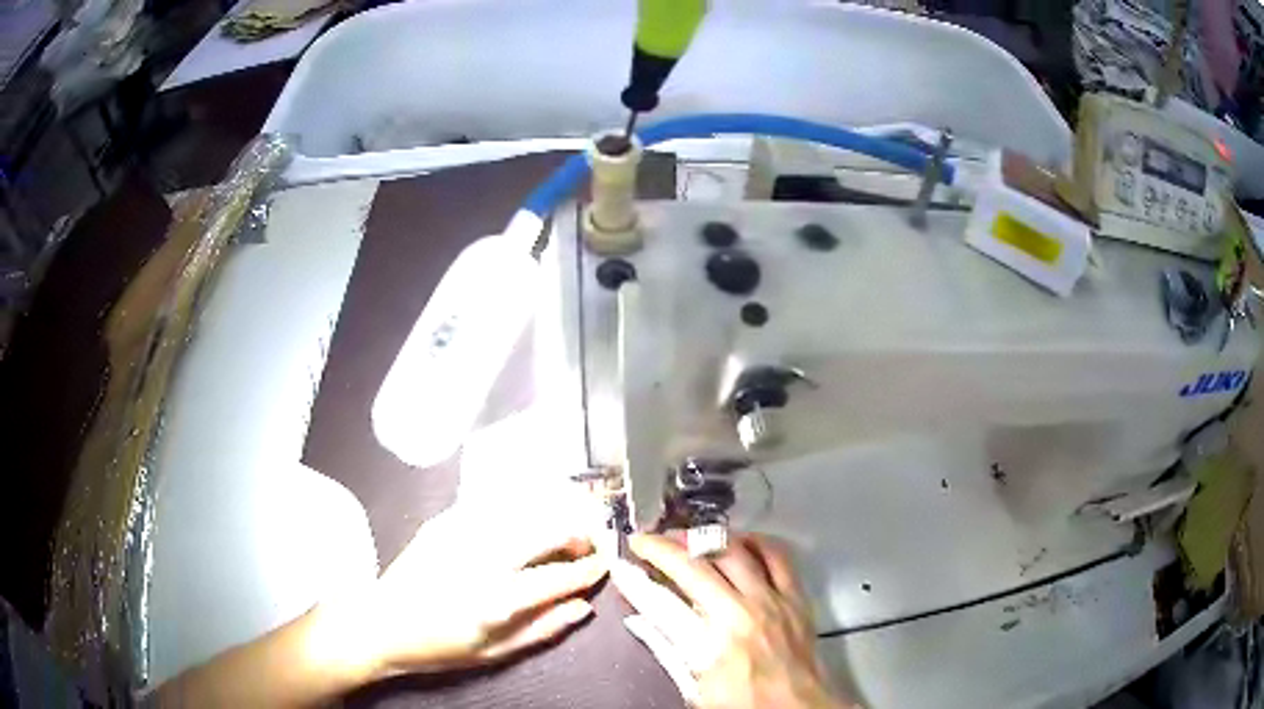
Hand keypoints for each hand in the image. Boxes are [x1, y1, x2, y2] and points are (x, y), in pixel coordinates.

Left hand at [317, 505, 606, 681]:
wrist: (380, 623)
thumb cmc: (439, 647)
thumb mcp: (495, 653)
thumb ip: (543, 629)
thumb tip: (583, 607)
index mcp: (496, 599)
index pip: (559, 576)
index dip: (590, 569)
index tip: (604, 565)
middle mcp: (482, 559)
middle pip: (545, 531)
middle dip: (577, 532)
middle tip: (588, 542)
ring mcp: (460, 534)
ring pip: (522, 511)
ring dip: (551, 515)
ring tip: (563, 528)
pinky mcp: (443, 522)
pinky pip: (491, 506)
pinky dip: (518, 509)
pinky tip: (526, 518)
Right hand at [613, 533, 854, 708]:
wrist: (795, 708)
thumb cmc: (742, 702)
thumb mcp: (695, 684)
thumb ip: (668, 648)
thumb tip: (641, 620)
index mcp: (715, 639)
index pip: (665, 598)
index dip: (640, 578)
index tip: (625, 561)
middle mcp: (744, 610)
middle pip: (700, 564)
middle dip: (669, 547)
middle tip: (651, 542)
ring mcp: (774, 599)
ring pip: (737, 551)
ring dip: (708, 540)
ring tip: (689, 538)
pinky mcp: (795, 598)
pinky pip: (778, 557)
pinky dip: (757, 543)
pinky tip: (742, 541)